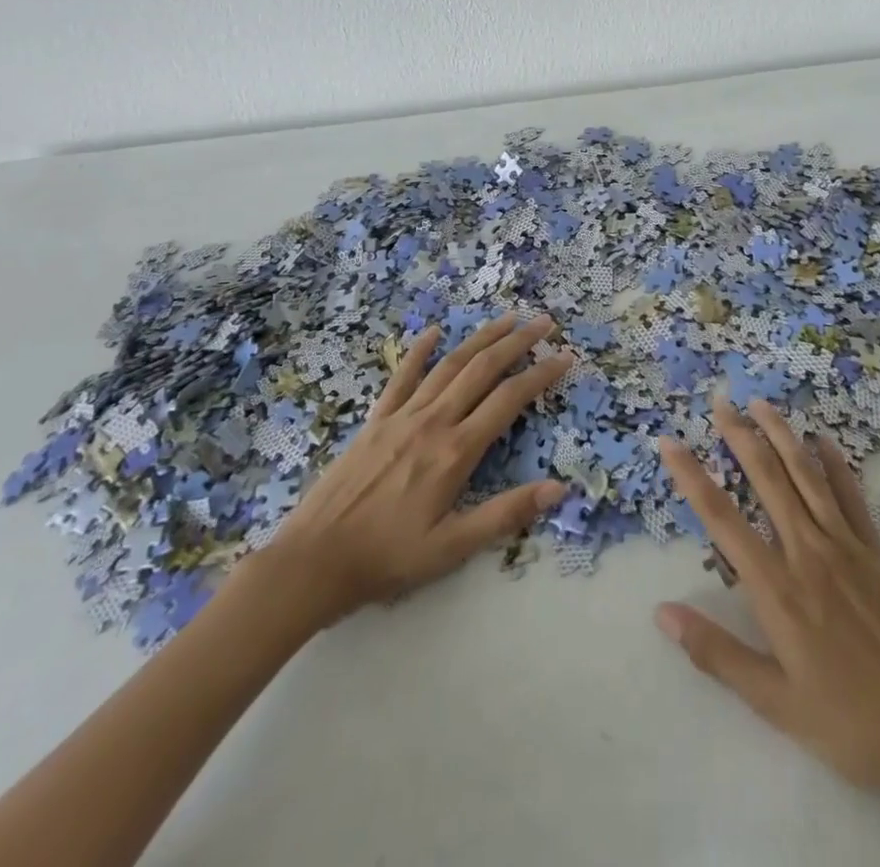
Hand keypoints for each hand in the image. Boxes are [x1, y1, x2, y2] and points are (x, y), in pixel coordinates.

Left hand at [262, 315, 572, 628]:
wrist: (314, 560)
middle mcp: (433, 421)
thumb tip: (558, 488)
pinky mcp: (376, 419)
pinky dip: (420, 351)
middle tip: (543, 321)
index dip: (541, 375)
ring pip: (449, 364)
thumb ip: (505, 514)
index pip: (509, 400)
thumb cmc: (387, 559)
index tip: (565, 356)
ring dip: (480, 338)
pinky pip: (402, 376)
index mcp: (456, 451)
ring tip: (506, 319)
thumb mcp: (452, 548)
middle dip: (517, 342)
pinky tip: (434, 332)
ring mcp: (402, 415)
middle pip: (482, 369)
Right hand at [655, 401, 879, 816]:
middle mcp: (807, 552)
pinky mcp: (877, 552)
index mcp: (777, 588)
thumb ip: (716, 652)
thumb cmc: (846, 724)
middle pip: (767, 478)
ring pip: (807, 476)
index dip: (692, 476)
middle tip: (720, 400)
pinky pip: (852, 497)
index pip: (722, 518)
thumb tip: (662, 612)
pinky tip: (823, 441)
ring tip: (761, 404)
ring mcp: (846, 547)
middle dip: (739, 435)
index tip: (669, 442)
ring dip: (782, 435)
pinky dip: (835, 465)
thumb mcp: (773, 702)